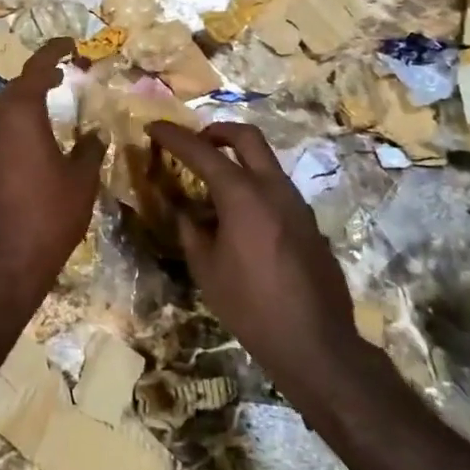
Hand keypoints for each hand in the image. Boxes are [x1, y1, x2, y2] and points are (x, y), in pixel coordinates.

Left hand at [0, 39, 103, 307]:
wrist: (4, 262)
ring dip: (29, 96)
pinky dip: (22, 119)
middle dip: (41, 73)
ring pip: (7, 107)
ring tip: (55, 93)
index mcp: (20, 114)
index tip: (71, 43)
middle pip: (17, 86)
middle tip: (66, 70)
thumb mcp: (81, 180)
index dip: (53, 51)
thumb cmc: (48, 214)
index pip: (36, 69)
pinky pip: (3, 128)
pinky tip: (40, 132)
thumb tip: (96, 133)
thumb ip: (90, 150)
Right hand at [145, 120, 365, 409]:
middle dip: (216, 131)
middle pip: (246, 136)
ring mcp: (296, 203)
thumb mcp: (206, 269)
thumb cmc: (251, 306)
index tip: (153, 126)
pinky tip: (238, 217)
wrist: (315, 343)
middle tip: (194, 143)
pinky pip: (276, 187)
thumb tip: (183, 211)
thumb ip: (190, 230)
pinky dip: (253, 184)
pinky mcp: (308, 221)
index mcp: (243, 195)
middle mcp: (273, 188)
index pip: (202, 152)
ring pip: (265, 160)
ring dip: (237, 158)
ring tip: (212, 184)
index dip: (174, 136)